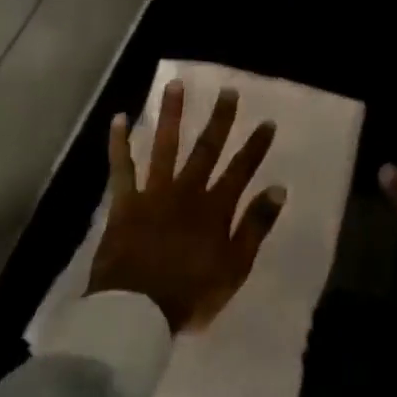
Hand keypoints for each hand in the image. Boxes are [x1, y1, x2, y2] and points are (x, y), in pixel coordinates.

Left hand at [87, 80, 285, 333]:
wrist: (136, 312)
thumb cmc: (191, 295)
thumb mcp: (235, 267)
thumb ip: (256, 226)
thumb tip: (278, 189)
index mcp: (215, 208)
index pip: (241, 170)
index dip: (255, 146)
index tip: (267, 122)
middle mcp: (187, 191)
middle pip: (206, 149)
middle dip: (219, 119)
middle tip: (228, 91)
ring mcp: (154, 194)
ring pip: (165, 146)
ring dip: (171, 114)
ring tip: (174, 85)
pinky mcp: (125, 203)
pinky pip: (121, 168)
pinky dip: (119, 143)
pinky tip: (119, 118)